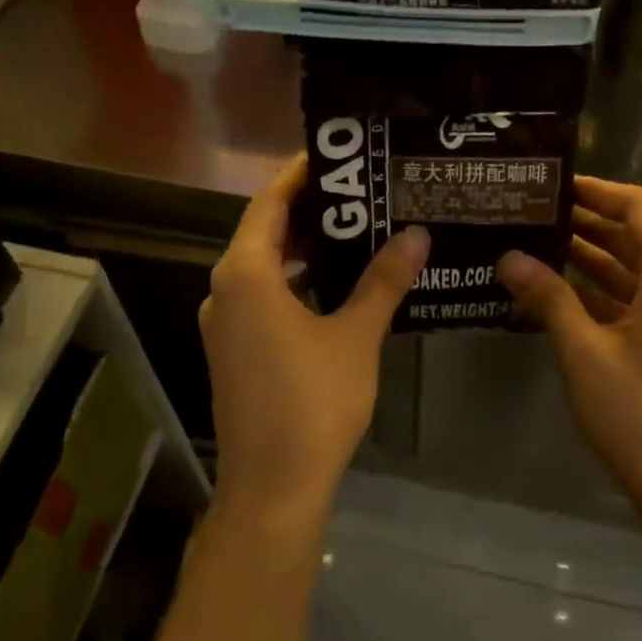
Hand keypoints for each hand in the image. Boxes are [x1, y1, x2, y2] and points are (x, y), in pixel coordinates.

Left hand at [201, 155, 429, 527]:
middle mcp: (225, 290)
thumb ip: (383, 280)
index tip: (336, 155)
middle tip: (360, 192)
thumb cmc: (314, 401)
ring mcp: (225, 323)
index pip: (269, 203)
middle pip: (265, 232)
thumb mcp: (356, 335)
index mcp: (246, 274)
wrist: (274, 485)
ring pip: (264, 268)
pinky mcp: (233, 350)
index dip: (300, 175)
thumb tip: (415, 234)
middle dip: (310, 211)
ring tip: (356, 230)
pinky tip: (336, 286)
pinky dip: (295, 282)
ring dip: (304, 249)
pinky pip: (263, 297)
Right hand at [496, 177, 641, 535]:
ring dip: (592, 256)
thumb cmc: (639, 414)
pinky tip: (558, 290)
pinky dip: (603, 290)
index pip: (638, 206)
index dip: (596, 190)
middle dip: (587, 222)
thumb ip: (547, 297)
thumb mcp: (584, 352)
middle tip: (533, 213)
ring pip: (636, 268)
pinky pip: (639, 298)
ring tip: (537, 242)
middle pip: (637, 234)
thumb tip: (508, 256)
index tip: (552, 185)